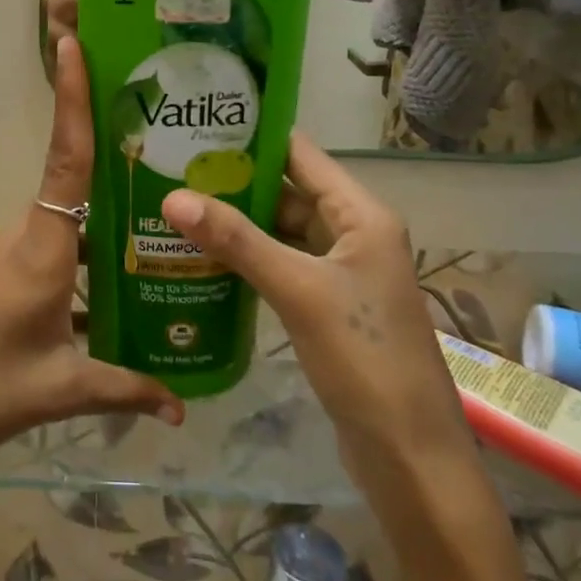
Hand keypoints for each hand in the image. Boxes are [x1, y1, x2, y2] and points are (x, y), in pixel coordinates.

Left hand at [0, 38, 182, 505]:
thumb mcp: (60, 388)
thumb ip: (125, 390)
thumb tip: (181, 408)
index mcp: (44, 247)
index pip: (67, 157)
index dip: (72, 98)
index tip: (72, 42)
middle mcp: (27, 236)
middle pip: (76, 181)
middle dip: (117, 155)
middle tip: (174, 140)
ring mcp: (9, 254)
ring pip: (69, 220)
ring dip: (108, 218)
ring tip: (164, 218)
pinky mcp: (0, 275)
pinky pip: (55, 250)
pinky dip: (88, 258)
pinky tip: (121, 286)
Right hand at [160, 134, 468, 485]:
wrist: (410, 457)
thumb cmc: (364, 359)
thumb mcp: (298, 291)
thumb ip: (236, 240)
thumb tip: (172, 197)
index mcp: (360, 215)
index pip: (300, 155)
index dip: (253, 137)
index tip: (197, 124)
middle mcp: (352, 234)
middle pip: (286, 192)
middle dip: (232, 182)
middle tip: (170, 167)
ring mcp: (339, 272)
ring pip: (279, 232)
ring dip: (234, 222)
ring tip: (174, 205)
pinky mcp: (325, 306)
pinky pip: (278, 266)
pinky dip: (244, 258)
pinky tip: (199, 256)